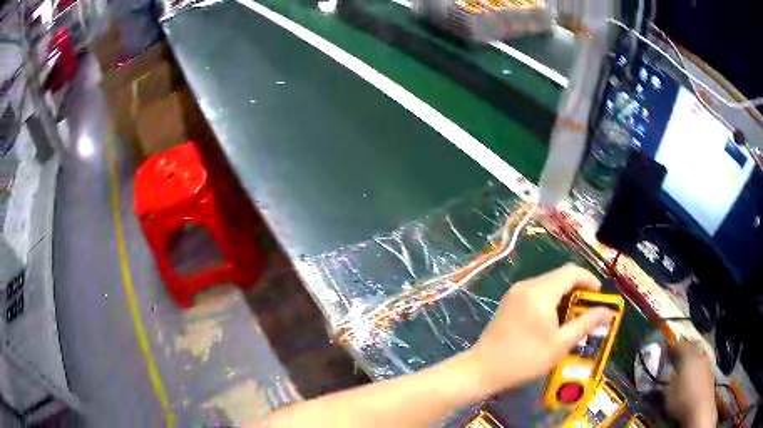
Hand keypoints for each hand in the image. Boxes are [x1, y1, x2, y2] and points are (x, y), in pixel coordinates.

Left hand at [468, 264, 612, 392]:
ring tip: (572, 320)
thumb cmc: (524, 359)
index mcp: (540, 291)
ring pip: (547, 286)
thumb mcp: (560, 344)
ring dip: (563, 297)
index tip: (598, 297)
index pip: (571, 272)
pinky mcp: (508, 304)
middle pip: (559, 277)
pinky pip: (535, 294)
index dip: (589, 280)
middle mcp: (527, 286)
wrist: (481, 370)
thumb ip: (585, 324)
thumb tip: (607, 311)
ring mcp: (514, 294)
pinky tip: (552, 323)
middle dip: (577, 290)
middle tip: (587, 312)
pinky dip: (549, 302)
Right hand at [666, 341, 717, 427]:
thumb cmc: (682, 400)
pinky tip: (694, 379)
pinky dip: (697, 368)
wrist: (700, 408)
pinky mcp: (710, 373)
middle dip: (687, 348)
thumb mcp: (670, 393)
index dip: (675, 346)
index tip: (669, 349)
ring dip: (693, 359)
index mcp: (689, 357)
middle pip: (694, 346)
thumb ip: (670, 380)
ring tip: (687, 368)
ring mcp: (707, 364)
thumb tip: (671, 373)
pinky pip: (702, 366)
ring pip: (699, 356)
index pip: (681, 345)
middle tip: (679, 354)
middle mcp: (699, 356)